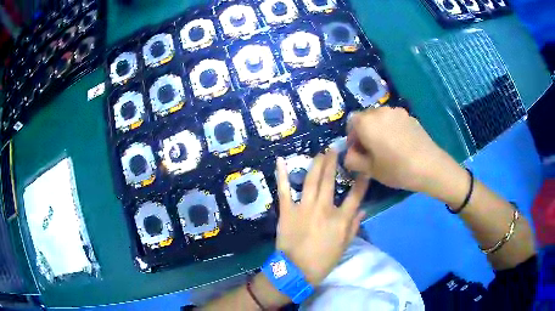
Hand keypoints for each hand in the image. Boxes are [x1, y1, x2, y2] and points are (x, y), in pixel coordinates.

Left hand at [274, 151, 368, 285]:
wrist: (296, 271)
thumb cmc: (322, 261)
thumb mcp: (343, 246)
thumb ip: (353, 227)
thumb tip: (363, 210)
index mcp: (339, 219)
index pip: (355, 196)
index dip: (361, 181)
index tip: (364, 169)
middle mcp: (323, 209)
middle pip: (330, 181)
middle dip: (333, 162)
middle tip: (335, 149)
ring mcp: (304, 208)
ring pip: (311, 180)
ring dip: (316, 164)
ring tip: (320, 153)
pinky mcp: (287, 211)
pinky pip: (284, 190)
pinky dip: (281, 175)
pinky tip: (280, 161)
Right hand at [344, 107, 460, 195]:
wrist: (429, 166)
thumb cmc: (396, 169)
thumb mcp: (369, 170)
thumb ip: (352, 160)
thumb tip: (349, 154)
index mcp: (366, 122)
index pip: (350, 123)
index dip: (352, 138)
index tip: (360, 152)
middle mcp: (380, 111)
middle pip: (365, 118)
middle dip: (365, 132)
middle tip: (373, 150)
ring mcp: (396, 111)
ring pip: (380, 118)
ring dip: (379, 129)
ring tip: (388, 147)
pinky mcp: (409, 115)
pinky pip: (394, 119)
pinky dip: (392, 128)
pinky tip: (401, 144)